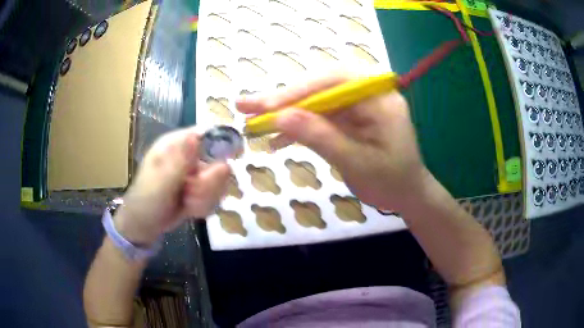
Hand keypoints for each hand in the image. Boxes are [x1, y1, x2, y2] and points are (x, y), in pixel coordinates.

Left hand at [115, 127, 230, 244]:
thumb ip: (180, 162)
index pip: (208, 135)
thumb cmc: (146, 201)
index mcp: (176, 144)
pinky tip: (191, 209)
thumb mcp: (161, 182)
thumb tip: (195, 136)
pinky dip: (205, 205)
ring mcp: (195, 172)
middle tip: (190, 194)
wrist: (144, 225)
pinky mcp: (200, 188)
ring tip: (187, 203)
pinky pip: (216, 194)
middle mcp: (189, 154)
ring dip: (206, 197)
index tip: (219, 172)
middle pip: (219, 161)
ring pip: (220, 181)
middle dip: (208, 184)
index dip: (220, 148)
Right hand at [237, 73, 428, 211]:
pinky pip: (318, 118)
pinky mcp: (348, 119)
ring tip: (252, 123)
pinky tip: (276, 140)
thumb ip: (320, 138)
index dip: (298, 91)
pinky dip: (297, 128)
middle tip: (246, 105)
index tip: (267, 107)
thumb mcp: (357, 162)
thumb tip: (280, 118)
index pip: (334, 80)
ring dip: (284, 113)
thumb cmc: (391, 181)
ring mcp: (356, 106)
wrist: (406, 195)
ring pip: (314, 102)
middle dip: (284, 99)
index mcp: (379, 97)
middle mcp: (367, 94)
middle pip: (320, 87)